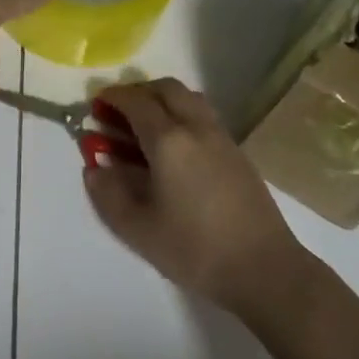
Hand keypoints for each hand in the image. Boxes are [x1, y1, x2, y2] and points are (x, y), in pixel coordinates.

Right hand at [83, 78, 305, 317]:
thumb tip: (93, 167)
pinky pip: (203, 115)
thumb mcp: (138, 229)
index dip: (112, 98)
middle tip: (119, 113)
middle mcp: (196, 127)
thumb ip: (108, 194)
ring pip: (189, 98)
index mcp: (169, 140)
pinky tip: (174, 148)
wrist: (264, 269)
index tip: (95, 104)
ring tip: (145, 126)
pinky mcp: (237, 152)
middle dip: (138, 92)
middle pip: (166, 88)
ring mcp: (221, 137)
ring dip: (163, 100)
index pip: (135, 102)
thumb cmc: (195, 249)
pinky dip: (182, 114)